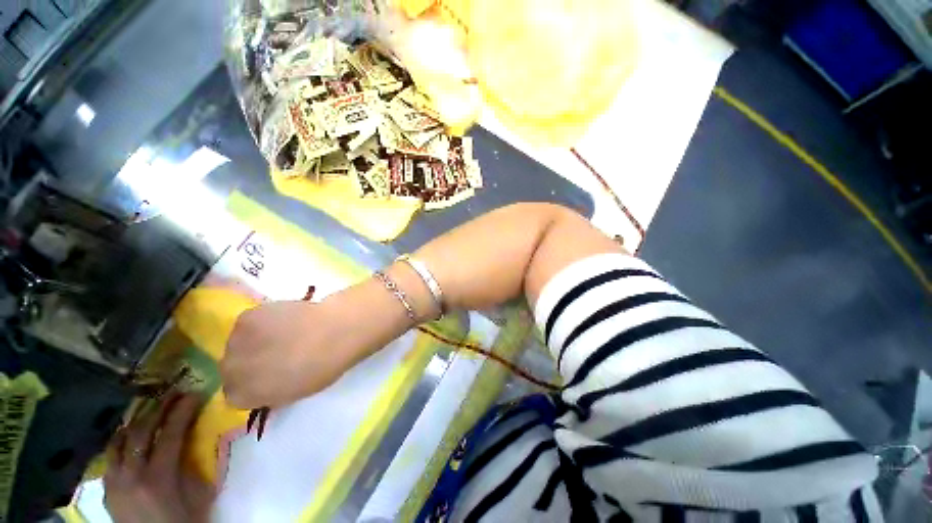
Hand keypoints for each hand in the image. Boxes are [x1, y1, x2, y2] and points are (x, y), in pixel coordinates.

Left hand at [104, 394, 213, 522]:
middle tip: (172, 393)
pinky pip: (110, 456)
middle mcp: (131, 476)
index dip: (182, 411)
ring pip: (119, 442)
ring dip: (136, 421)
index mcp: (158, 478)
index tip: (193, 394)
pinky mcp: (107, 489)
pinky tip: (129, 434)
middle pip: (142, 433)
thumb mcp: (197, 493)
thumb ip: (190, 463)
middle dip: (159, 408)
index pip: (170, 434)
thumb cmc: (186, 520)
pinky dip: (121, 440)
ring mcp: (114, 482)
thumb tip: (190, 435)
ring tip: (149, 408)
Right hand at [221, 298, 372, 408]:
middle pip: (230, 367)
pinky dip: (261, 321)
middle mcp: (230, 371)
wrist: (333, 332)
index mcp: (241, 397)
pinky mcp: (246, 317)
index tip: (267, 376)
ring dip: (252, 340)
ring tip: (280, 333)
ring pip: (237, 342)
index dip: (251, 384)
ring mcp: (235, 341)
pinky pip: (247, 321)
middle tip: (272, 352)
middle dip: (248, 362)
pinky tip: (283, 319)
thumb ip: (270, 392)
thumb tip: (264, 385)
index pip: (233, 394)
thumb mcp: (294, 393)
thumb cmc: (322, 367)